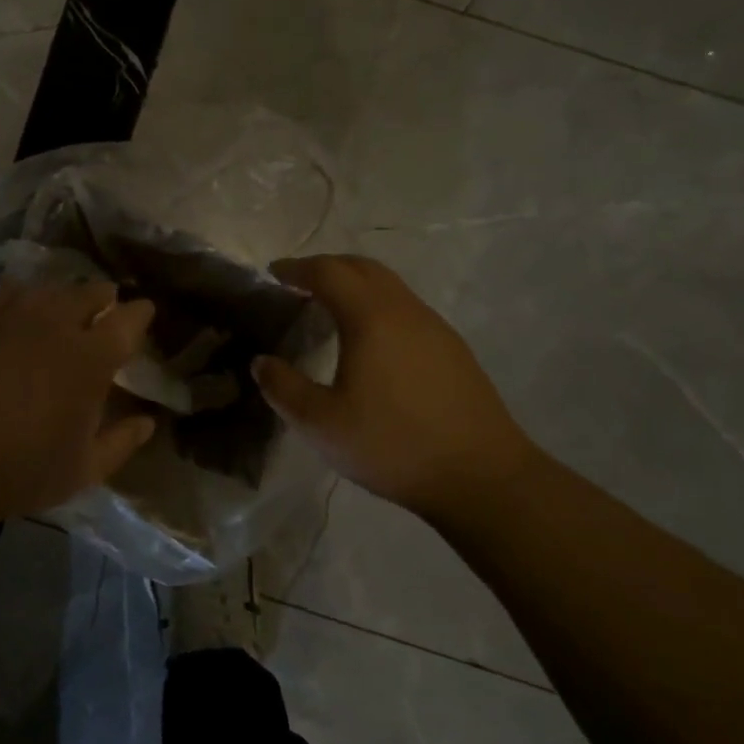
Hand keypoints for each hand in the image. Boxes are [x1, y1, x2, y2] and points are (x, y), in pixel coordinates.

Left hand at [0, 280, 158, 520]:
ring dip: (63, 295)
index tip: (143, 314)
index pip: (128, 318)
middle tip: (105, 309)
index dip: (140, 313)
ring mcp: (10, 318)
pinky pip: (6, 294)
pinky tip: (19, 309)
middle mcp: (55, 324)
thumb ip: (122, 442)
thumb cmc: (23, 470)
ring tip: (63, 308)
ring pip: (48, 288)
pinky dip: (21, 297)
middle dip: (104, 297)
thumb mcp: (85, 469)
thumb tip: (148, 421)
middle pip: (89, 291)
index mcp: (91, 357)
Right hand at [252, 255, 540, 517]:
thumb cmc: (393, 444)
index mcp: (371, 318)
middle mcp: (405, 311)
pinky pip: (406, 309)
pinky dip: (377, 305)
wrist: (481, 476)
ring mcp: (435, 328)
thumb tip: (262, 362)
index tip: (273, 272)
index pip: (329, 272)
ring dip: (356, 284)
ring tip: (329, 307)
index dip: (297, 267)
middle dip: (327, 266)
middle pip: (363, 268)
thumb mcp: (321, 424)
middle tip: (298, 281)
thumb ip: (283, 388)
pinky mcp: (453, 350)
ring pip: (390, 286)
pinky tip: (370, 339)